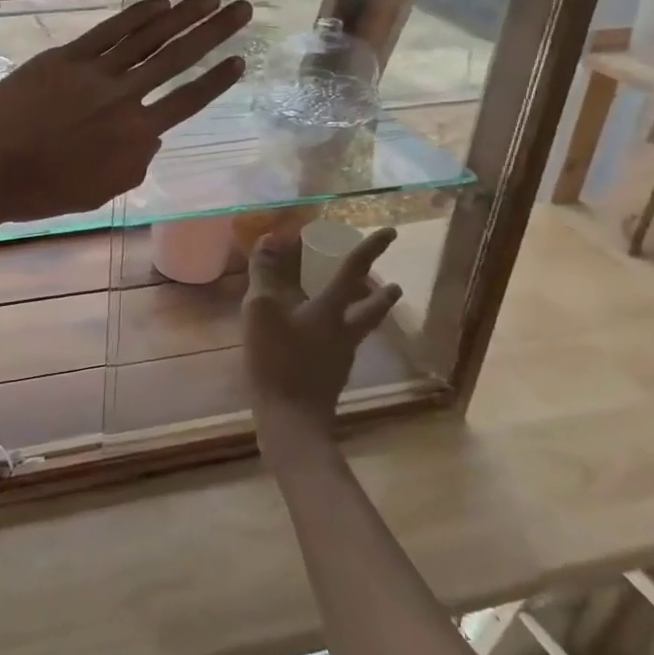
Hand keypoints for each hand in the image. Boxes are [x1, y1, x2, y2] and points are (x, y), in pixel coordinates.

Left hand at [0, 0, 251, 224]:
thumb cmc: (40, 192)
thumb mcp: (99, 192)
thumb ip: (133, 165)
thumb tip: (150, 136)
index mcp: (134, 137)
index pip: (187, 101)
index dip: (217, 79)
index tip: (240, 60)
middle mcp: (123, 99)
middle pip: (178, 59)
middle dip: (214, 32)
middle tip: (243, 8)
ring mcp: (93, 73)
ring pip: (148, 37)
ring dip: (183, 14)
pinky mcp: (63, 58)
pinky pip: (108, 31)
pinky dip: (136, 15)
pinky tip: (159, 1)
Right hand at [242, 226, 401, 449]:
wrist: (291, 422)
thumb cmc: (278, 361)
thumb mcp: (263, 311)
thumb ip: (265, 274)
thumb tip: (270, 239)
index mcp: (331, 311)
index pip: (353, 271)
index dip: (371, 248)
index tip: (391, 232)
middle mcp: (343, 332)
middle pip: (370, 307)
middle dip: (380, 293)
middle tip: (390, 282)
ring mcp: (339, 357)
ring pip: (360, 327)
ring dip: (366, 312)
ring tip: (362, 304)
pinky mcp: (329, 376)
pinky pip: (340, 344)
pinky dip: (338, 332)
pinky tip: (319, 338)